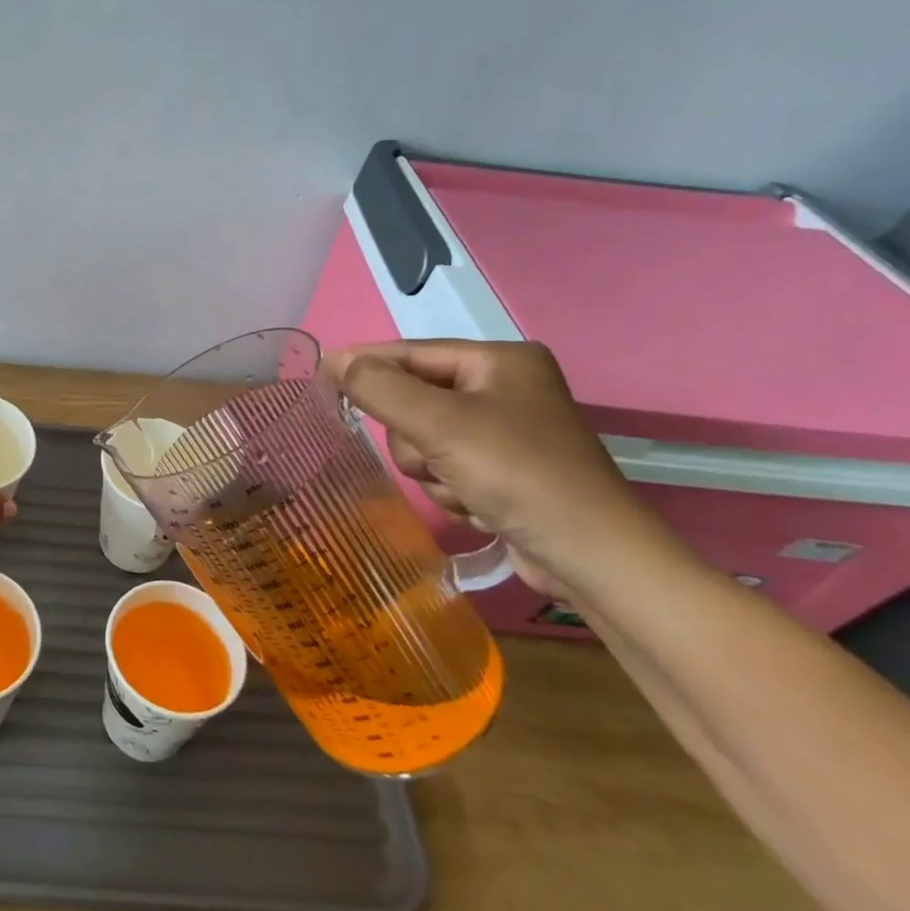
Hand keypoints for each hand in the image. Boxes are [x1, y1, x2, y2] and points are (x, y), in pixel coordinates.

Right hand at [326, 340, 663, 600]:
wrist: (590, 557)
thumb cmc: (517, 473)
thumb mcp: (439, 423)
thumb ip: (380, 387)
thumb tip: (335, 361)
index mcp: (499, 360)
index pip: (412, 352)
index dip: (365, 363)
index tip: (319, 375)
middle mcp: (504, 388)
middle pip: (415, 400)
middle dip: (415, 437)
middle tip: (433, 457)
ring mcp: (505, 431)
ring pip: (424, 439)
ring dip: (432, 469)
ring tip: (464, 489)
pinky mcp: (505, 471)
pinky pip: (446, 466)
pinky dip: (452, 488)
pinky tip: (478, 506)